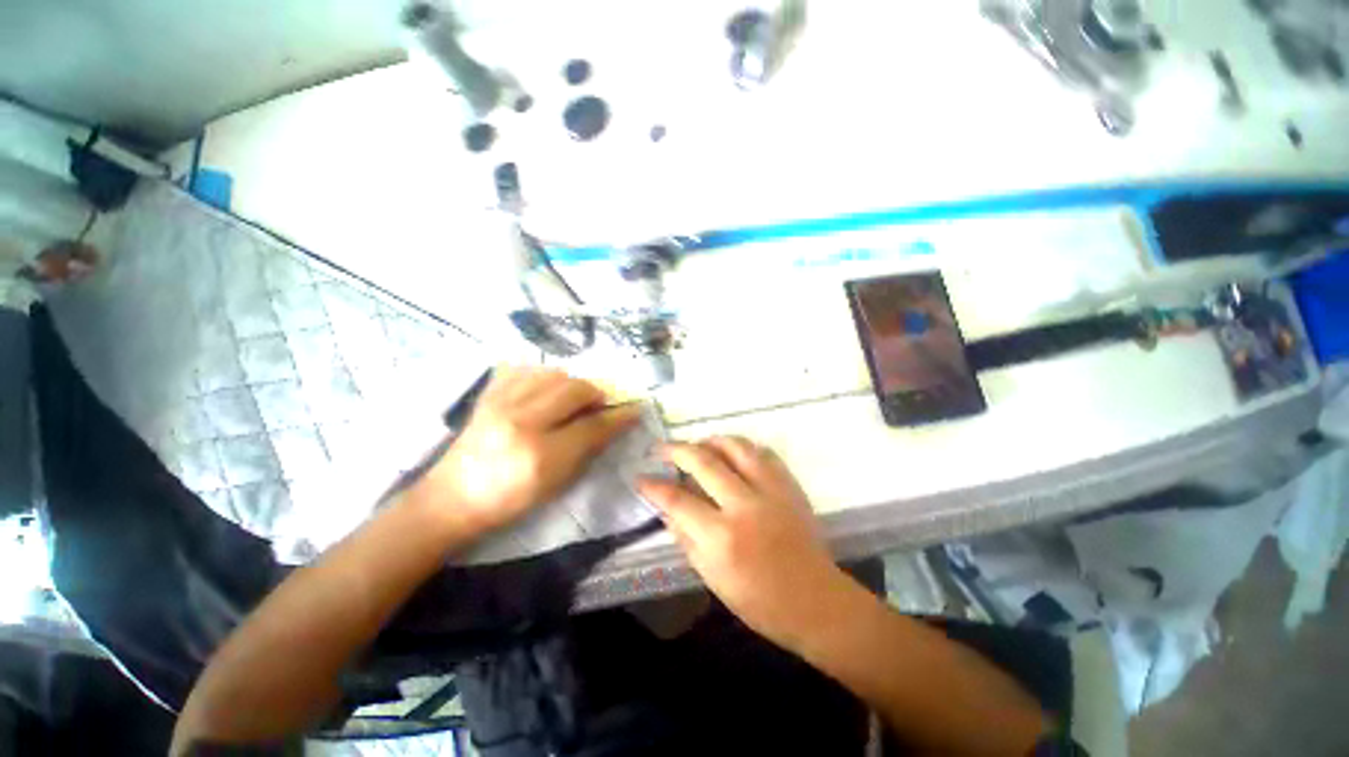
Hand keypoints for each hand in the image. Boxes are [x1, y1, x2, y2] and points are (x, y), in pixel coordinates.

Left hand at [425, 366, 639, 538]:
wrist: (454, 497)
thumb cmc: (511, 501)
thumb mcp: (558, 483)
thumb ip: (589, 448)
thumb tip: (614, 422)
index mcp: (541, 454)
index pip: (593, 425)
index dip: (619, 416)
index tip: (635, 409)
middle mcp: (521, 421)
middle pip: (575, 389)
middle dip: (596, 394)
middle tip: (598, 406)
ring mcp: (501, 403)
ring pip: (554, 374)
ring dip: (572, 384)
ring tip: (570, 401)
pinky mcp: (488, 394)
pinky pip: (526, 369)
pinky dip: (544, 376)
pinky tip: (545, 392)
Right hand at [638, 437, 848, 645]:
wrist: (816, 602)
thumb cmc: (759, 601)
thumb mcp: (713, 578)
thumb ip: (686, 539)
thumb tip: (666, 509)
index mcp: (722, 536)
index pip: (677, 500)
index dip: (654, 486)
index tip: (640, 478)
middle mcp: (744, 505)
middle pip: (703, 461)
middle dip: (676, 450)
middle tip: (662, 449)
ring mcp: (771, 490)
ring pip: (736, 446)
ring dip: (711, 440)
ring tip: (698, 445)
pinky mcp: (790, 486)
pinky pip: (763, 453)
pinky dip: (743, 448)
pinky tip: (733, 454)